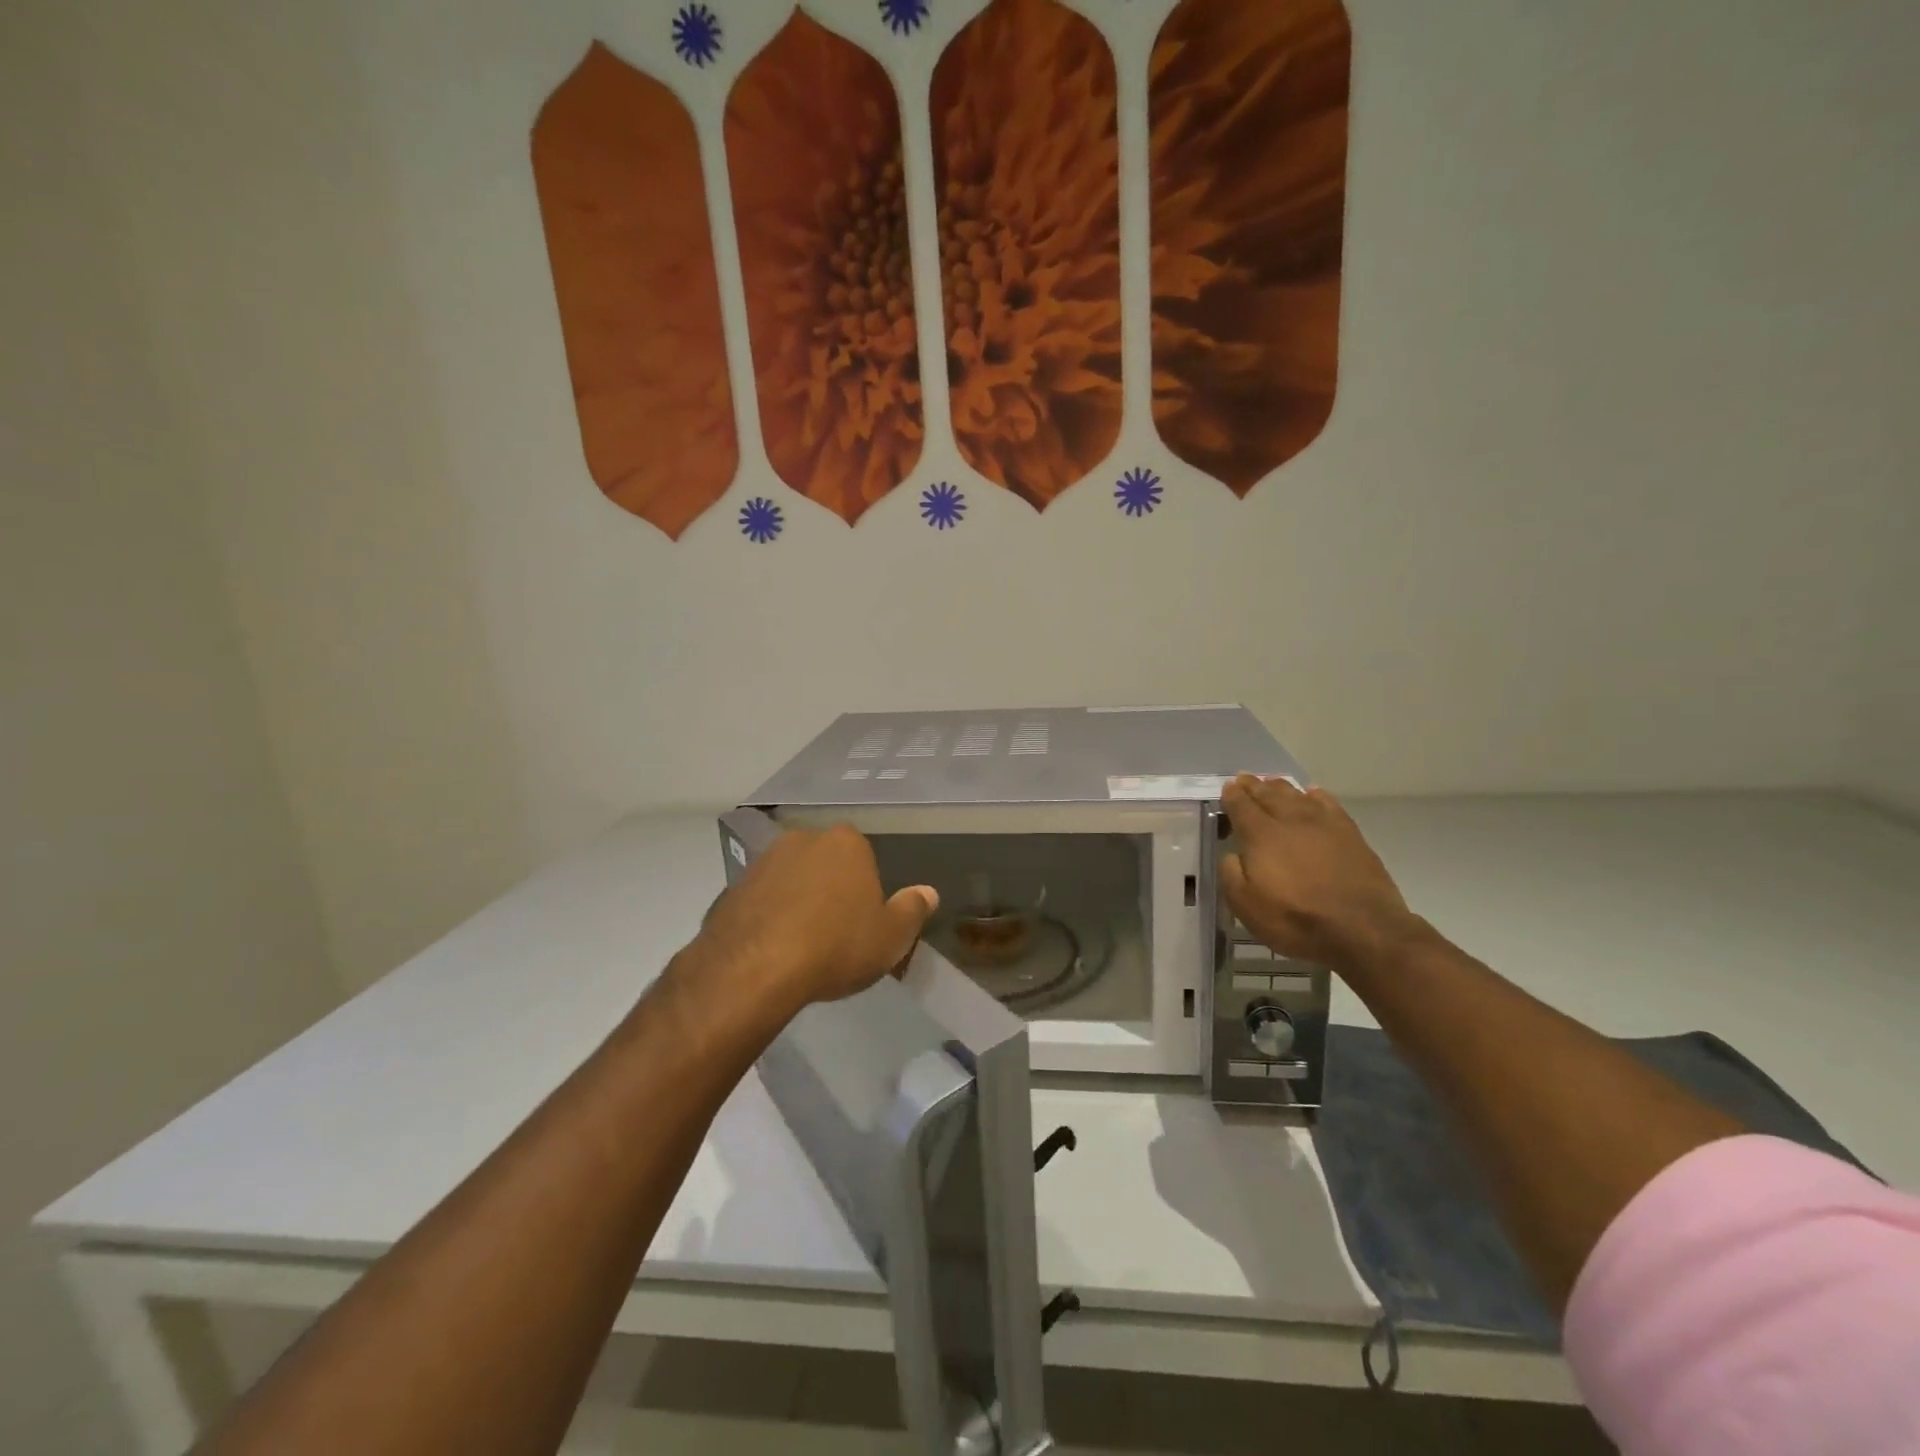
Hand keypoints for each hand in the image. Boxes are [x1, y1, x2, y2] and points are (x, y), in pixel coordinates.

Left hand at [693, 824, 937, 1013]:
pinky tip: (771, 950)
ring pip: (790, 879)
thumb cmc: (836, 946)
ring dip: (796, 901)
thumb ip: (912, 910)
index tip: (863, 921)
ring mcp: (762, 861)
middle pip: (825, 863)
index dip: (865, 889)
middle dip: (830, 889)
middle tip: (834, 932)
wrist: (754, 968)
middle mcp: (803, 840)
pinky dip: (767, 917)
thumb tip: (928, 892)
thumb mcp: (891, 937)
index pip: (864, 856)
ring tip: (800, 945)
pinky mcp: (731, 887)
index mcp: (846, 843)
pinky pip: (760, 900)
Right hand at [1218, 775, 1418, 972]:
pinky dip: (1315, 795)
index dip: (1232, 795)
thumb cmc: (1296, 919)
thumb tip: (1231, 854)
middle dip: (1253, 785)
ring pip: (1297, 795)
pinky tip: (1312, 794)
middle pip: (1268, 794)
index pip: (1241, 806)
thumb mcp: (1246, 906)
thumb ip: (1230, 874)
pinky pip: (1328, 804)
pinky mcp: (1350, 834)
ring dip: (1281, 787)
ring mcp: (1323, 824)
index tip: (1227, 788)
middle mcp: (1290, 821)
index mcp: (1261, 835)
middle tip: (1244, 778)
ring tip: (1271, 782)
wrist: (1363, 929)